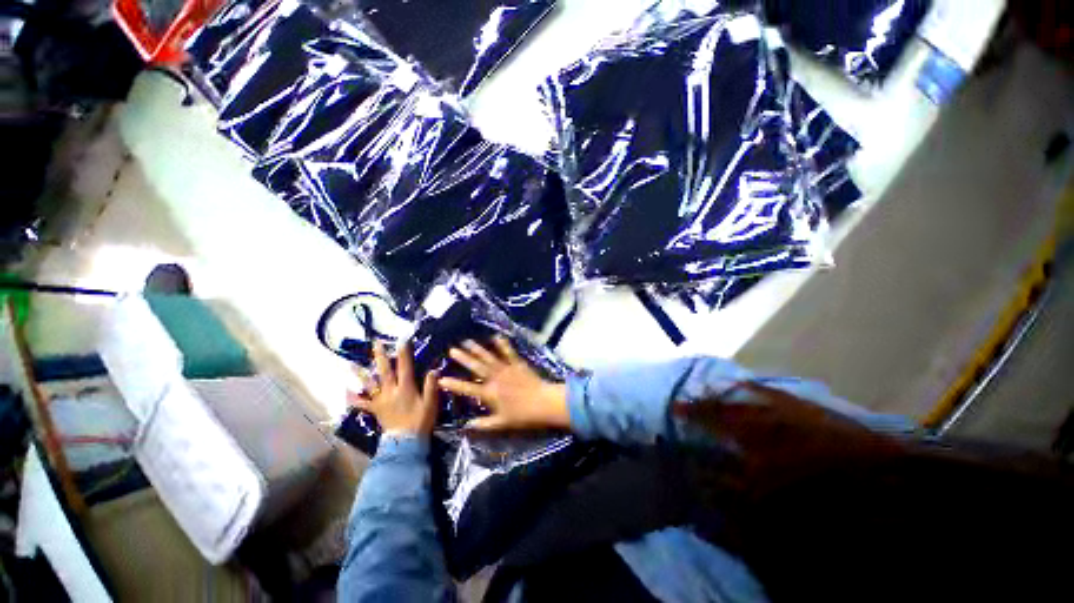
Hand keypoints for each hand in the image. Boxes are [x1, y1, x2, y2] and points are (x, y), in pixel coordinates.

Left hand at [347, 341, 438, 436]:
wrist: (406, 442)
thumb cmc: (420, 421)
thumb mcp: (430, 403)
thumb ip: (431, 386)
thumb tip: (433, 370)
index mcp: (405, 388)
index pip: (405, 366)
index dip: (404, 353)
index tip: (402, 340)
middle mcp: (391, 391)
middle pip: (384, 371)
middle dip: (380, 356)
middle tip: (375, 343)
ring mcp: (381, 400)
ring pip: (369, 384)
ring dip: (361, 374)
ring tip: (352, 364)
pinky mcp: (375, 410)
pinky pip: (362, 404)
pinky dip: (354, 398)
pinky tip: (347, 392)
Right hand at [439, 337, 568, 431]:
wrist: (543, 402)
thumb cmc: (522, 415)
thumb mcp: (501, 423)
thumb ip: (483, 424)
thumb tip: (466, 426)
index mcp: (489, 393)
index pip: (467, 388)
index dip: (453, 384)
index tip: (441, 379)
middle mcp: (495, 378)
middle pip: (476, 366)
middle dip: (463, 358)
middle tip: (451, 350)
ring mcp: (506, 368)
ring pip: (489, 357)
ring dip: (477, 349)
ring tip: (467, 341)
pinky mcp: (517, 363)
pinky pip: (508, 352)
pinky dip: (502, 344)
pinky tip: (496, 337)